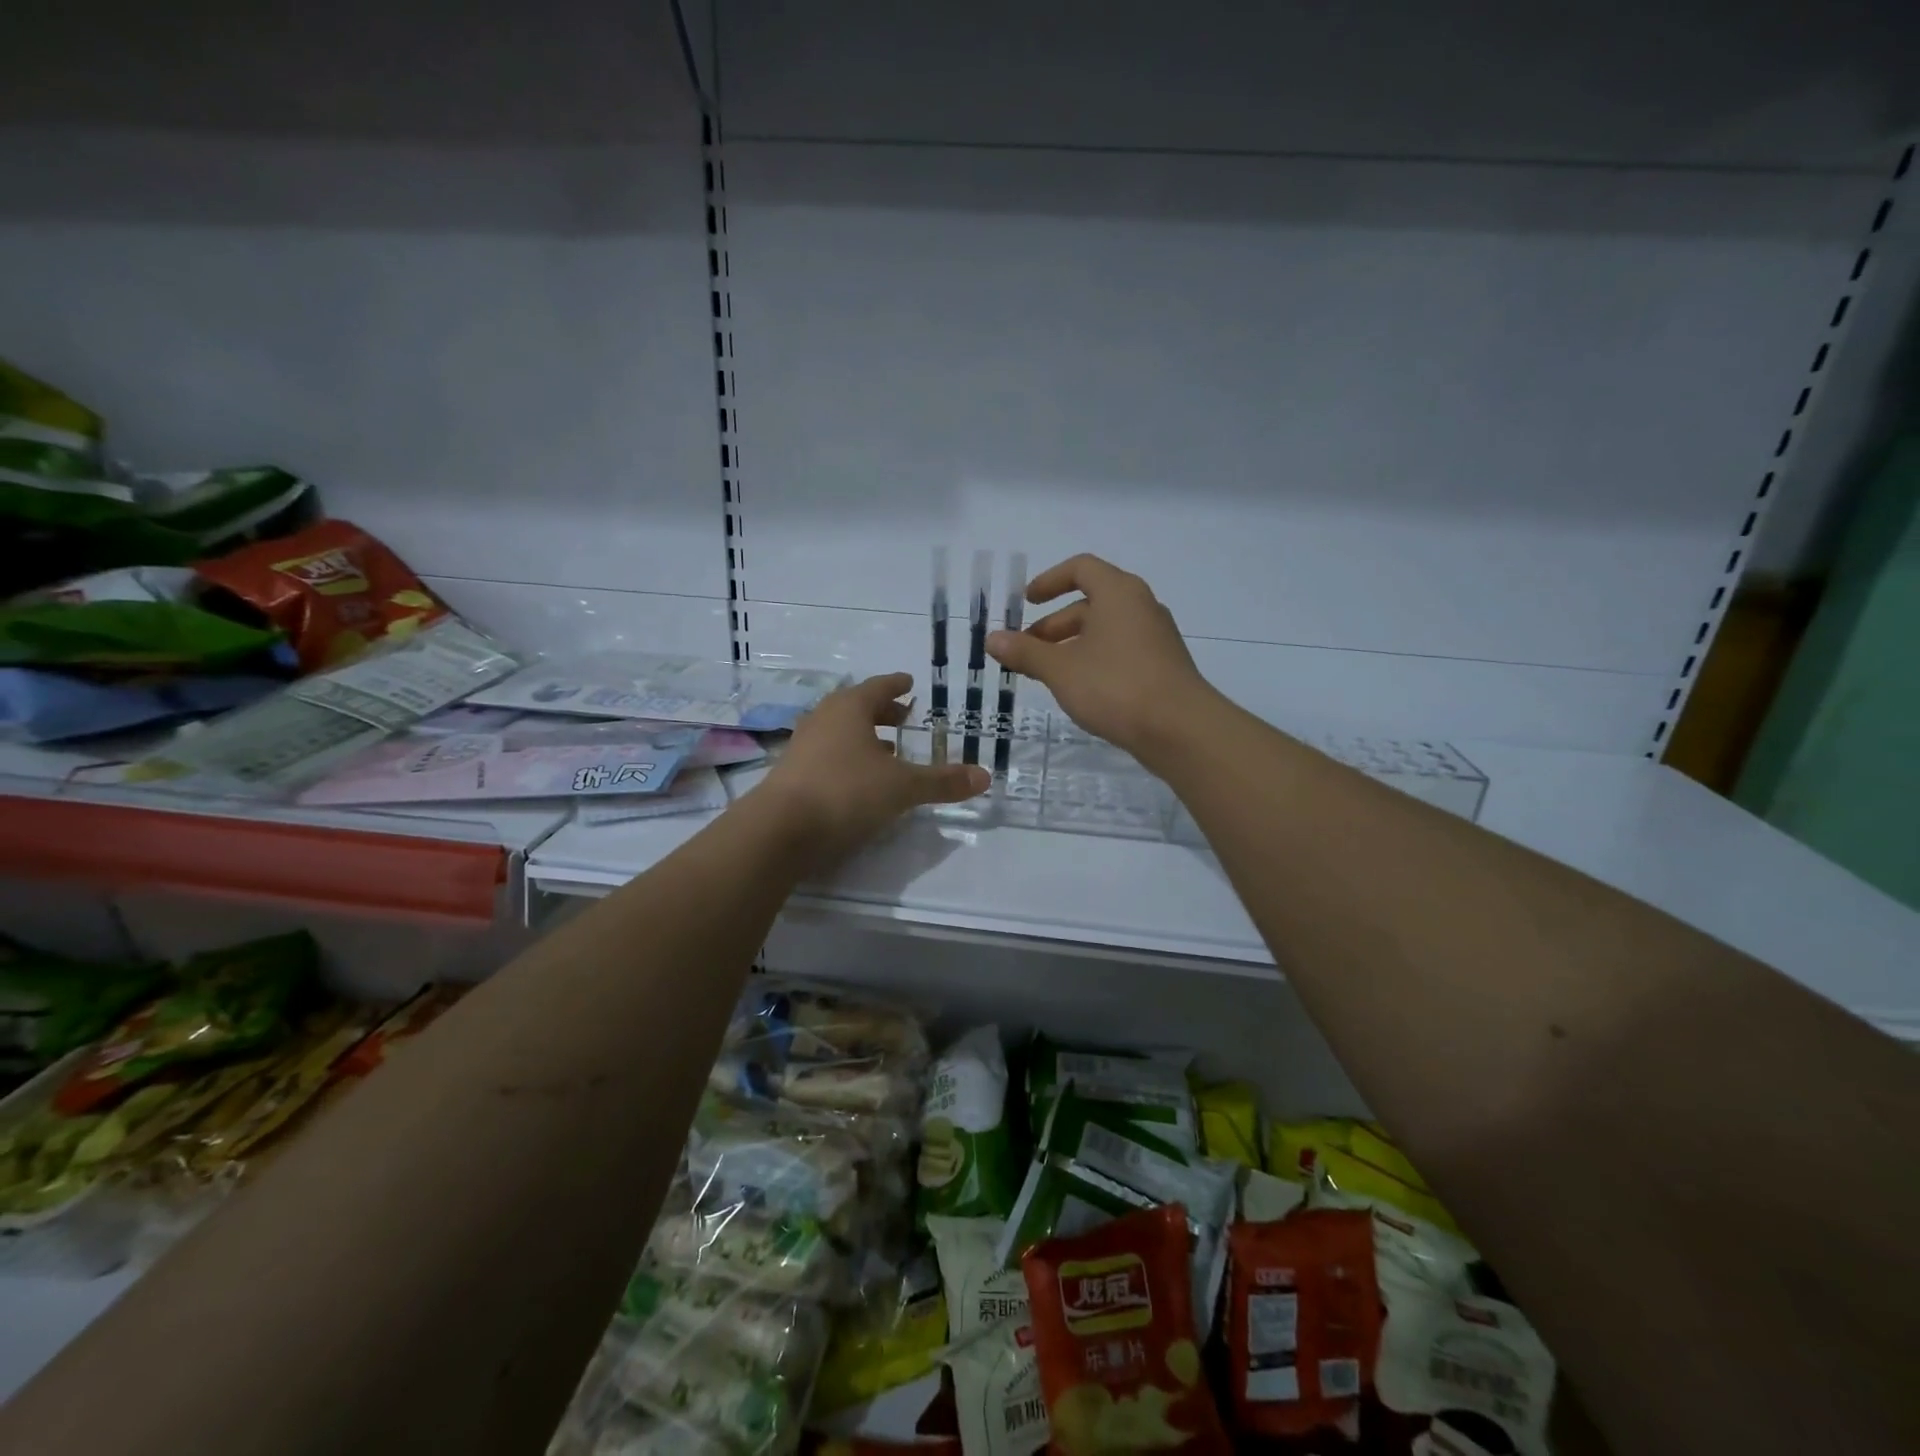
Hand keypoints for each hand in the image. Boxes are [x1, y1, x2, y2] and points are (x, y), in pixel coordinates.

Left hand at [752, 673, 988, 864]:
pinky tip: (859, 779)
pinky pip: (827, 754)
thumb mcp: (902, 787)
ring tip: (886, 749)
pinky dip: (847, 757)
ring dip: (864, 736)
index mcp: (849, 709)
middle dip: (882, 711)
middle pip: (856, 707)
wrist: (780, 830)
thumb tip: (985, 776)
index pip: (878, 687)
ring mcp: (803, 746)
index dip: (897, 686)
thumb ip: (942, 781)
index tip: (910, 683)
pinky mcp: (792, 774)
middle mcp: (823, 719)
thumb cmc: (845, 792)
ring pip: (839, 732)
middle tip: (903, 716)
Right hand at [987, 554, 1215, 762]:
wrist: (1180, 729)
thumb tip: (992, 638)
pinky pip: (1120, 651)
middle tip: (1027, 649)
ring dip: (1072, 645)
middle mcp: (1141, 606)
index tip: (1026, 602)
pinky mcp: (1163, 666)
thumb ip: (1025, 652)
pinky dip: (1094, 660)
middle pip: (1091, 602)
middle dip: (1054, 624)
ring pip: (1105, 630)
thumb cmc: (1115, 686)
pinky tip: (1079, 690)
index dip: (1049, 581)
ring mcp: (1156, 637)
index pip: (1081, 568)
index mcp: (1118, 593)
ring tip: (1047, 674)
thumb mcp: (1061, 669)